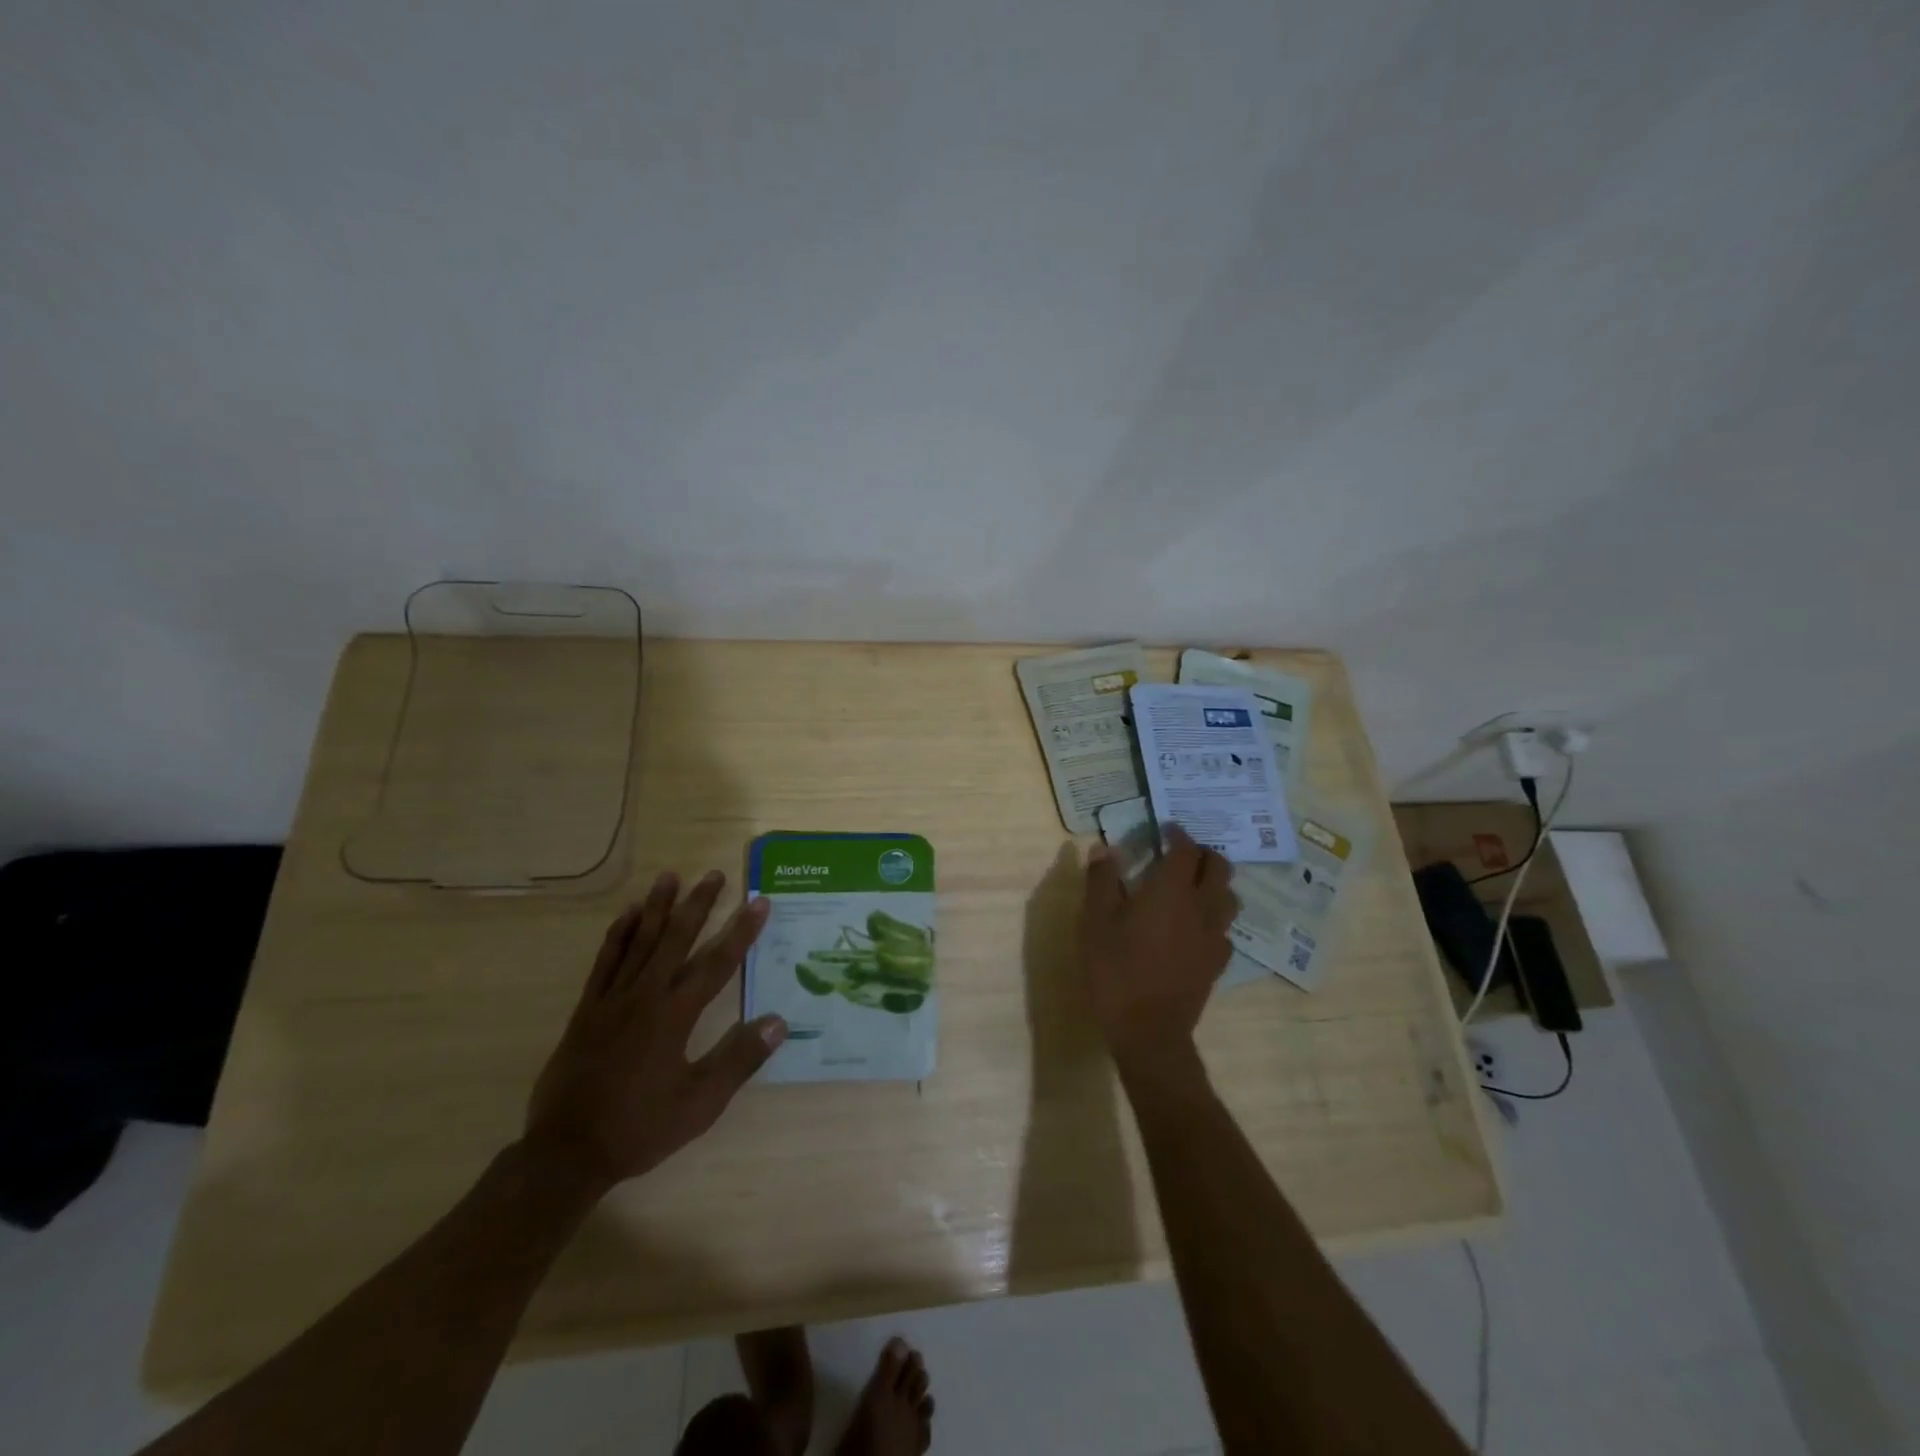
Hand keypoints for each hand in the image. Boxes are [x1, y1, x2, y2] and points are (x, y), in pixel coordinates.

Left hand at [523, 870, 786, 1194]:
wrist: (567, 1153)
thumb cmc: (640, 1128)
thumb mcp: (700, 1103)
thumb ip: (739, 1059)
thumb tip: (779, 1021)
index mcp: (675, 1016)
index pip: (717, 964)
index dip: (741, 931)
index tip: (759, 902)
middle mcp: (645, 997)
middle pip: (677, 940)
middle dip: (698, 905)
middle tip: (714, 874)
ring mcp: (612, 1000)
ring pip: (640, 942)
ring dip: (658, 907)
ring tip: (670, 876)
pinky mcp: (586, 1010)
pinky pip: (605, 962)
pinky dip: (618, 935)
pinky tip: (628, 915)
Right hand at [1079, 825, 1237, 1070]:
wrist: (1148, 1030)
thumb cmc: (1115, 969)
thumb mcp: (1095, 921)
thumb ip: (1101, 880)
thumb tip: (1103, 848)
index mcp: (1171, 891)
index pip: (1186, 850)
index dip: (1178, 834)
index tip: (1166, 829)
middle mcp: (1201, 907)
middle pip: (1219, 868)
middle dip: (1204, 854)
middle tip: (1183, 854)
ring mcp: (1214, 936)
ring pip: (1229, 898)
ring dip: (1215, 884)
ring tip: (1193, 887)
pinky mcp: (1218, 962)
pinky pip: (1225, 929)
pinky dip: (1213, 918)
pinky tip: (1195, 927)